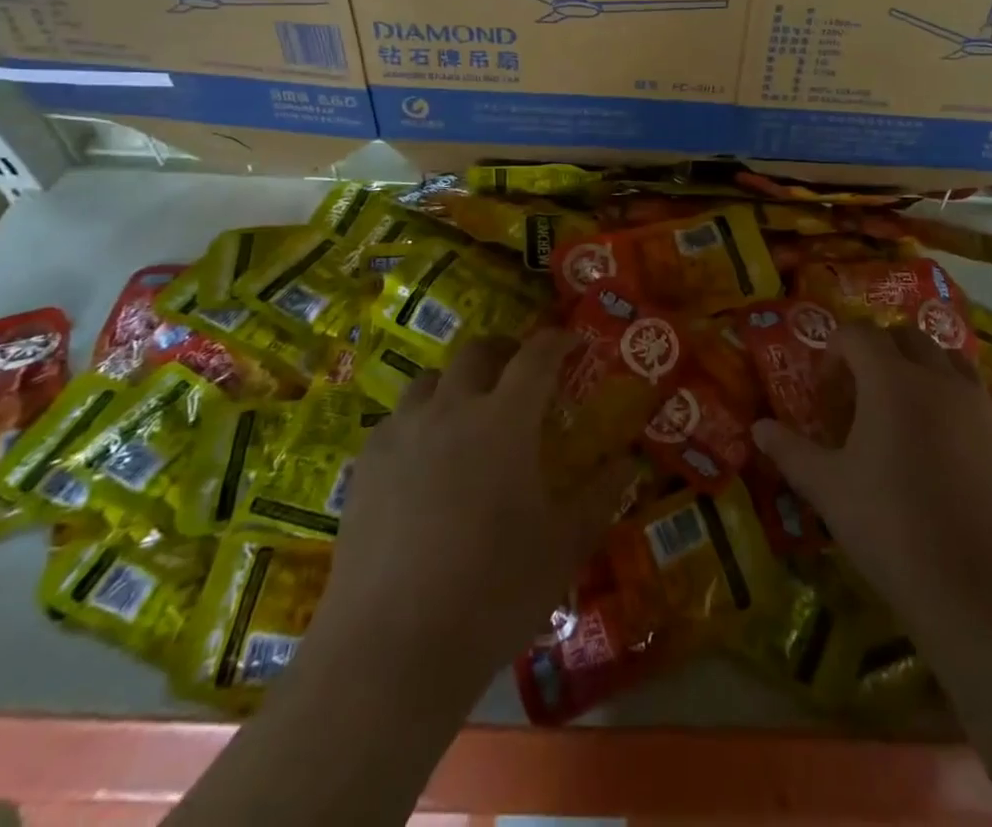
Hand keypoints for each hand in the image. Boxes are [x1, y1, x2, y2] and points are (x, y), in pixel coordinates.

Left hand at [300, 331, 630, 697]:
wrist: (390, 651)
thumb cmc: (492, 593)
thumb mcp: (564, 546)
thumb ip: (599, 495)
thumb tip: (627, 462)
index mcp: (505, 419)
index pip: (536, 355)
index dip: (557, 340)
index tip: (572, 341)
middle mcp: (451, 409)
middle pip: (477, 351)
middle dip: (505, 350)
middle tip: (521, 373)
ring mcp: (402, 434)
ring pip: (430, 379)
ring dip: (457, 382)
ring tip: (469, 411)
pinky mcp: (364, 466)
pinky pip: (396, 419)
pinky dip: (419, 419)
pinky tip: (423, 458)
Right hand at [752, 322, 991, 641]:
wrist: (984, 590)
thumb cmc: (893, 528)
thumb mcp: (828, 489)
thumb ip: (791, 451)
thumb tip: (758, 428)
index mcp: (891, 379)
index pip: (858, 333)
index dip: (834, 352)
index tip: (825, 392)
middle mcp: (938, 378)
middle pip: (904, 336)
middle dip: (876, 352)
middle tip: (858, 394)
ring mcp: (977, 405)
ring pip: (945, 358)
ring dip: (917, 368)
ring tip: (900, 412)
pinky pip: (971, 394)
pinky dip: (948, 397)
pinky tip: (936, 447)